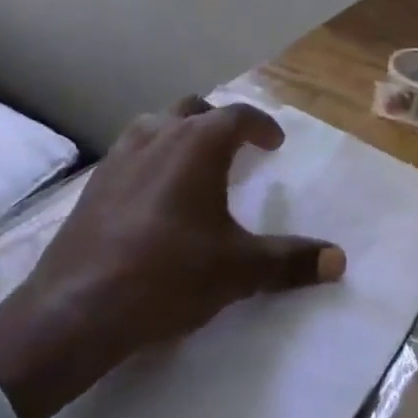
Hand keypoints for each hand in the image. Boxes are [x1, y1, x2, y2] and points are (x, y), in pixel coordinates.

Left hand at [0, 98, 345, 417]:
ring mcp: (120, 155)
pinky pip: (131, 151)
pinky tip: (153, 193)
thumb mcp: (238, 269)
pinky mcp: (94, 182)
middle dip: (220, 122)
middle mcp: (159, 135)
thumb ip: (290, 260)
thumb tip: (339, 260)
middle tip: (237, 148)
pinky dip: (152, 156)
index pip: (238, 116)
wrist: (77, 307)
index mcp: (197, 144)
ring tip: (194, 164)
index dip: (262, 126)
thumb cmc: (168, 276)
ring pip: (157, 124)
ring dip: (181, 133)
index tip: (275, 144)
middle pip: (195, 109)